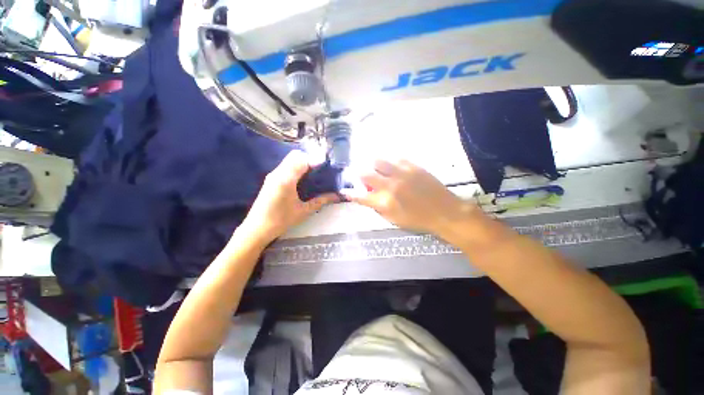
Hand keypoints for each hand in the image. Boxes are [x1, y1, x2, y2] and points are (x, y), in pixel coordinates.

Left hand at [240, 151, 337, 245]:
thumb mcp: (303, 211)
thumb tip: (336, 196)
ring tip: (314, 175)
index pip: (302, 160)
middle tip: (320, 171)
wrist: (256, 229)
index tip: (327, 167)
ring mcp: (273, 175)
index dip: (316, 160)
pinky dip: (296, 168)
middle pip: (295, 155)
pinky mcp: (271, 179)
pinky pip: (286, 166)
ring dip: (303, 163)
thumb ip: (321, 201)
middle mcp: (278, 173)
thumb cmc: (281, 221)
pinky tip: (303, 180)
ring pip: (290, 160)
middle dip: (310, 159)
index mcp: (286, 179)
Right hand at [343, 159, 479, 236]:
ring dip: (373, 164)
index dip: (350, 194)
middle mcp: (391, 185)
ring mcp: (402, 173)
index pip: (361, 196)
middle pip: (366, 174)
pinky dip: (390, 161)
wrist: (446, 212)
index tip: (345, 191)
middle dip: (358, 173)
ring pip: (380, 160)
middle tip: (358, 173)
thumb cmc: (419, 220)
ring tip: (375, 167)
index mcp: (386, 202)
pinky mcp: (414, 166)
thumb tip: (368, 198)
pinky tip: (392, 164)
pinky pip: (397, 158)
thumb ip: (379, 208)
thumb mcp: (395, 220)